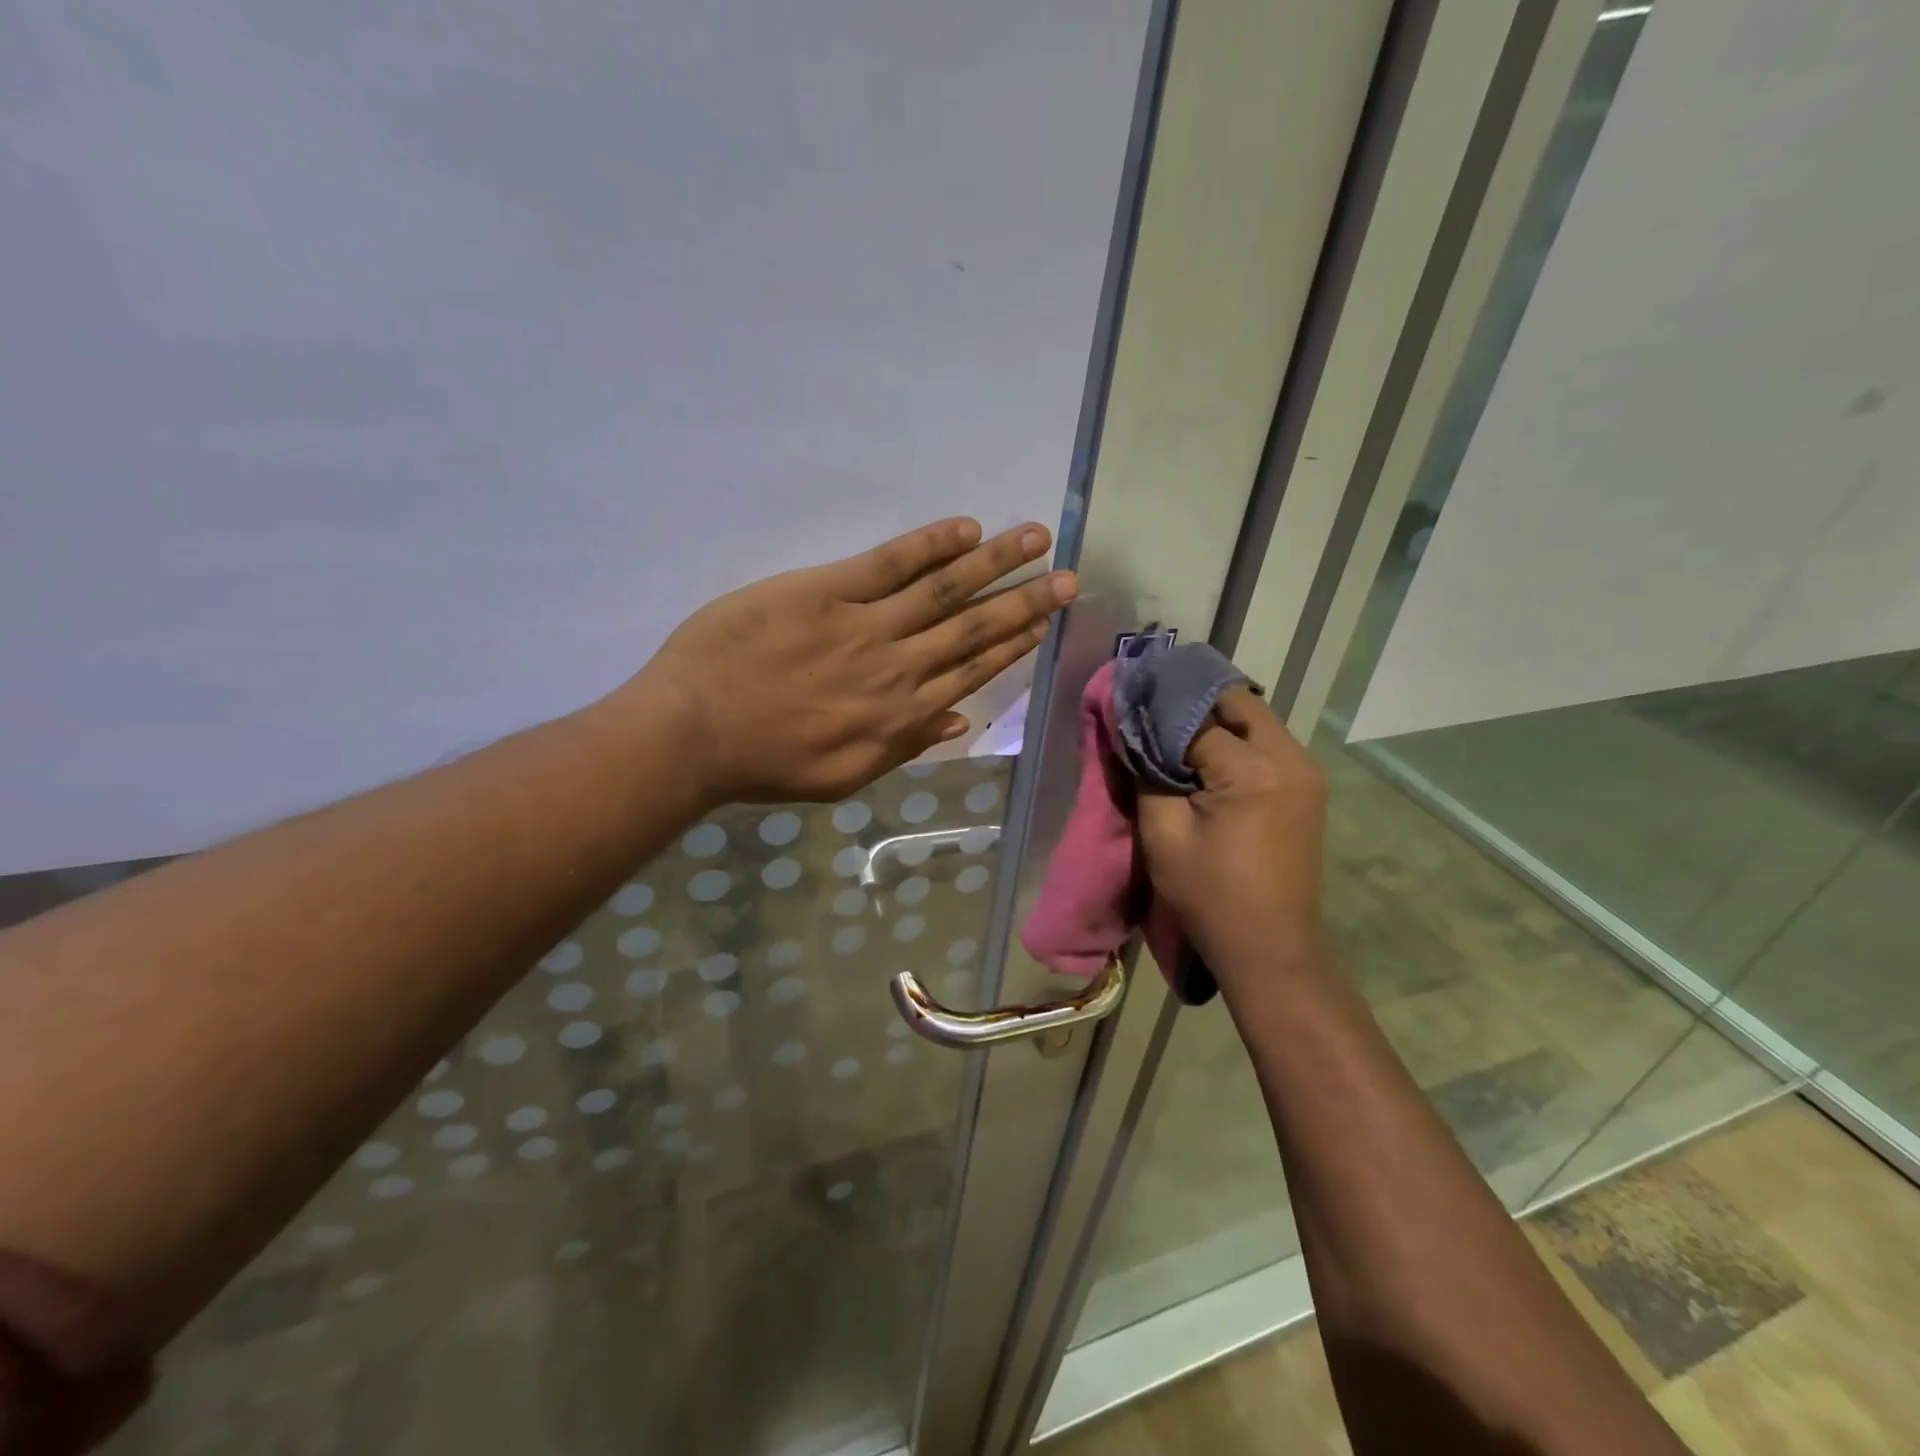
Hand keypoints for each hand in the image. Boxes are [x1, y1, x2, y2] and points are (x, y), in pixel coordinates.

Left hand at [623, 517, 1075, 804]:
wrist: (693, 734)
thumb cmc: (765, 764)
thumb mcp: (844, 776)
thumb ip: (904, 747)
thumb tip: (958, 720)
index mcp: (901, 715)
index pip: (972, 670)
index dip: (1014, 644)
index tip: (1046, 621)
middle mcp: (897, 667)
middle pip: (973, 627)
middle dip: (1025, 600)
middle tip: (1069, 575)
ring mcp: (864, 624)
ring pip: (943, 589)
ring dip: (995, 562)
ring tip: (1035, 536)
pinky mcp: (824, 590)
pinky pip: (888, 563)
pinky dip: (929, 544)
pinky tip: (966, 528)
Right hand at [1137, 687, 1328, 977]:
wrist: (1271, 949)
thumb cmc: (1210, 896)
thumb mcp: (1162, 834)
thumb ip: (1146, 773)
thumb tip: (1131, 730)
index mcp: (1253, 770)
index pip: (1196, 716)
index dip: (1158, 712)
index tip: (1128, 705)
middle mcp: (1290, 758)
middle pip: (1236, 702)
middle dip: (1191, 702)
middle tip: (1152, 711)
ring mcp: (1306, 771)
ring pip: (1255, 718)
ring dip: (1215, 719)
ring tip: (1173, 733)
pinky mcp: (1308, 787)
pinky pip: (1267, 743)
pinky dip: (1235, 739)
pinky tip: (1207, 757)